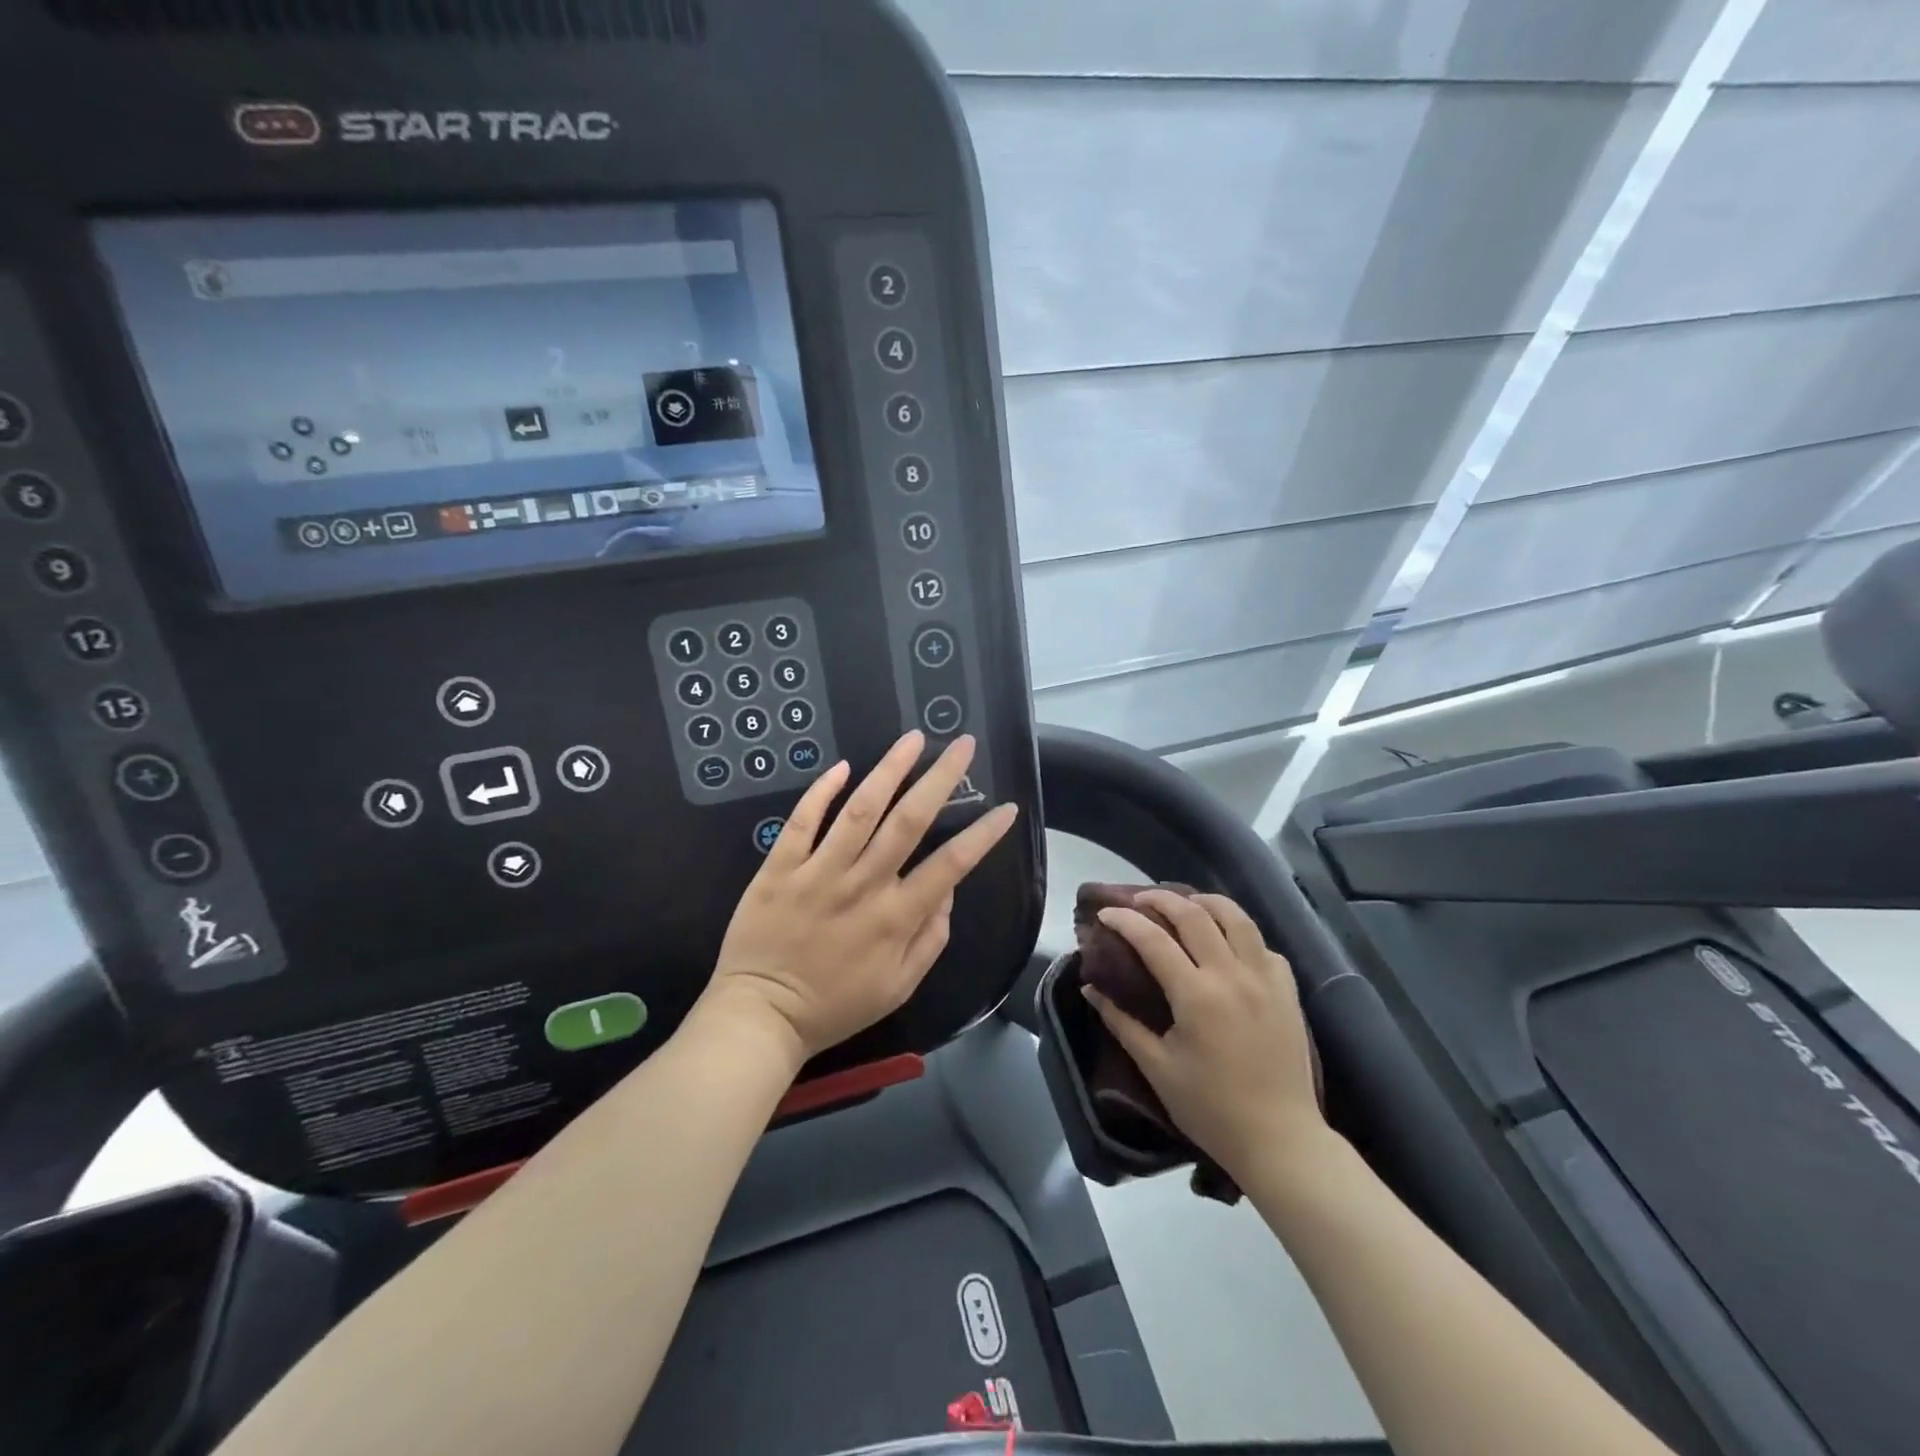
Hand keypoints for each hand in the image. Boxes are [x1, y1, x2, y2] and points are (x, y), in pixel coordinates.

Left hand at [706, 731, 1018, 1063]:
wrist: (761, 1015)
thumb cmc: (836, 1005)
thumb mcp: (899, 986)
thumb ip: (930, 938)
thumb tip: (948, 891)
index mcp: (896, 917)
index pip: (951, 865)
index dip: (983, 834)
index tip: (1006, 807)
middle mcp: (863, 885)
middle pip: (909, 821)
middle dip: (941, 778)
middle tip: (963, 744)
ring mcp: (818, 873)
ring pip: (860, 810)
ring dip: (890, 769)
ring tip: (913, 738)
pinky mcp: (780, 868)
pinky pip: (801, 822)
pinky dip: (821, 792)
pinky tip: (843, 766)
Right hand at [1083, 890, 1328, 1178]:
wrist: (1281, 1140)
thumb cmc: (1211, 1109)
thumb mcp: (1157, 1068)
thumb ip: (1121, 1023)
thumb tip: (1090, 989)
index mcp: (1196, 995)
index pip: (1153, 939)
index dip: (1124, 920)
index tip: (1104, 913)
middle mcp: (1232, 975)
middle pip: (1194, 915)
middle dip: (1161, 899)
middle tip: (1139, 900)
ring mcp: (1266, 980)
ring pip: (1237, 918)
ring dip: (1206, 902)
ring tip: (1186, 903)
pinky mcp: (1288, 991)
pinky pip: (1263, 946)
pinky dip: (1241, 934)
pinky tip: (1228, 944)